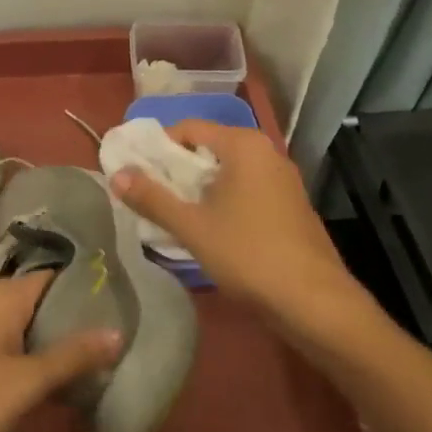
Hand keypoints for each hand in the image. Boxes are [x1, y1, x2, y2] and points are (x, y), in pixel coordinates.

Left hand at [0, 274, 121, 431]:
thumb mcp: (27, 383)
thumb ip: (73, 356)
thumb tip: (117, 331)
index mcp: (4, 294)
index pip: (55, 275)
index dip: (86, 290)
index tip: (118, 306)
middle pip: (40, 297)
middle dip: (71, 318)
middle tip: (109, 338)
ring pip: (23, 319)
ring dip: (50, 336)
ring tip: (87, 358)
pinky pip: (5, 335)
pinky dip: (28, 348)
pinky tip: (46, 374)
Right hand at [111, 122, 356, 331]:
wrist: (316, 303)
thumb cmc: (249, 254)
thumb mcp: (192, 227)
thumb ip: (152, 198)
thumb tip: (115, 174)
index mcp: (243, 144)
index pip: (189, 128)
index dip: (158, 148)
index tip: (136, 173)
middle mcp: (266, 152)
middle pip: (209, 148)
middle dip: (177, 171)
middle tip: (151, 197)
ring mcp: (283, 179)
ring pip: (228, 172)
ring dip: (200, 189)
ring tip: (175, 216)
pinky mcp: (291, 205)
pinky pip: (247, 190)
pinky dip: (224, 201)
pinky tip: (211, 231)